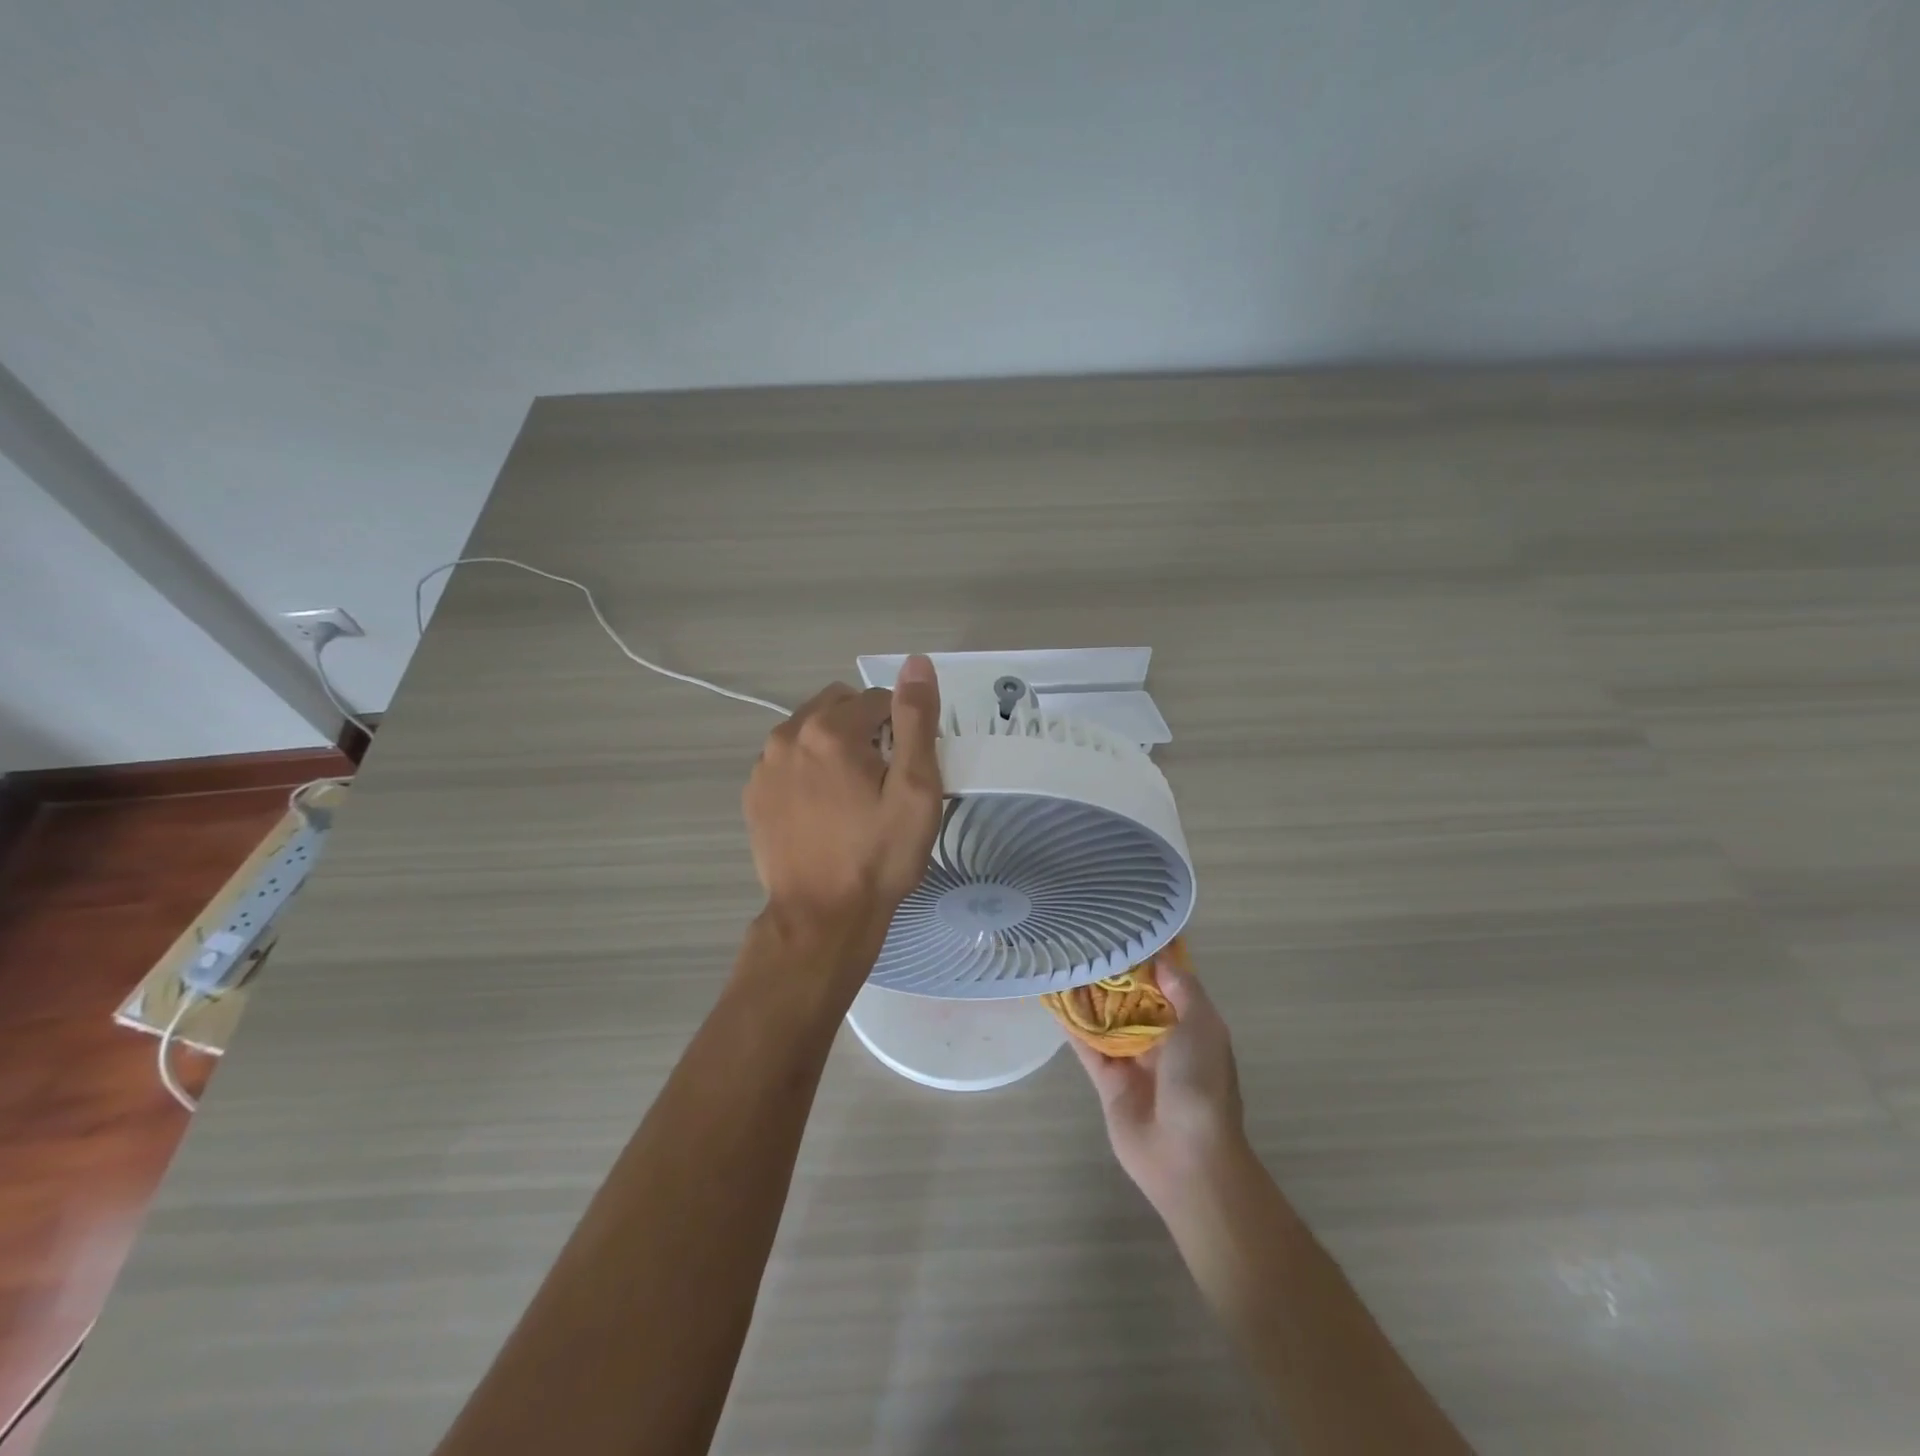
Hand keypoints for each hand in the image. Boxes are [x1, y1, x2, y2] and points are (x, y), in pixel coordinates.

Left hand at [743, 656, 943, 938]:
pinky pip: (788, 760)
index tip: (906, 770)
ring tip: (852, 796)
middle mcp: (788, 735)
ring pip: (810, 731)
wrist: (822, 918)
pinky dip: (809, 769)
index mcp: (830, 730)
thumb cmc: (878, 856)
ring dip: (834, 746)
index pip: (878, 700)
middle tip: (882, 779)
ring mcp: (764, 765)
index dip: (901, 729)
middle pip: (839, 707)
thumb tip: (916, 662)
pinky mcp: (754, 793)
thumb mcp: (916, 789)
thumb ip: (916, 720)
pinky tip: (823, 809)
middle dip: (865, 728)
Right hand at [1072, 952, 1246, 1213]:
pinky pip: (1087, 1045)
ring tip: (1064, 960)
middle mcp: (1162, 1039)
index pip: (1168, 983)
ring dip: (1089, 995)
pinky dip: (1071, 1024)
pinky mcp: (1107, 1081)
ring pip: (1107, 1019)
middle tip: (1086, 938)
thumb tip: (1160, 957)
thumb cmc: (1201, 1084)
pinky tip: (1053, 998)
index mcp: (1190, 1025)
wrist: (1186, 1157)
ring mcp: (1133, 1060)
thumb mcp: (1203, 1027)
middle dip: (1114, 973)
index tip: (1124, 926)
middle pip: (1133, 999)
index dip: (1149, 957)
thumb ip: (1182, 990)